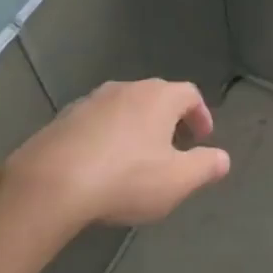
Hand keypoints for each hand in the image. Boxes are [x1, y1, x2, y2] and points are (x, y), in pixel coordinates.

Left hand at [0, 79, 229, 232]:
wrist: (49, 184)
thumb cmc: (125, 178)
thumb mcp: (177, 180)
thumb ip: (206, 167)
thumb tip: (223, 158)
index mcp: (159, 97)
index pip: (189, 94)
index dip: (200, 114)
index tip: (203, 138)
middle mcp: (126, 89)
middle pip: (156, 97)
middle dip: (168, 120)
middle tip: (172, 147)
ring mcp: (90, 101)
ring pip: (123, 108)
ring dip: (134, 127)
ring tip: (135, 157)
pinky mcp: (62, 119)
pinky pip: (94, 123)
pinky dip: (105, 138)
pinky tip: (100, 165)